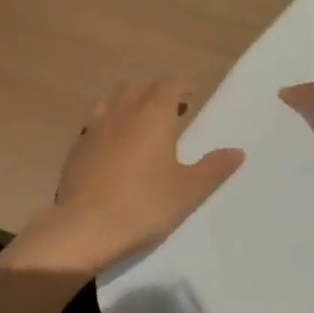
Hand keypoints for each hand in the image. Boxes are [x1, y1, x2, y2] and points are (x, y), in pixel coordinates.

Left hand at [1, 80, 244, 276]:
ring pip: (112, 102)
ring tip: (140, 124)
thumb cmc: (144, 205)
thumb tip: (237, 151)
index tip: (190, 96)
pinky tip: (112, 147)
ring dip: (128, 105)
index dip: (180, 88)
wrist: (85, 225)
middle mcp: (121, 112)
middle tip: (170, 110)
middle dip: (155, 93)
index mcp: (152, 115)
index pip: (167, 86)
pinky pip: (95, 124)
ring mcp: (94, 128)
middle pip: (138, 89)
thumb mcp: (188, 191)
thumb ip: (214, 168)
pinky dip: (108, 126)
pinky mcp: (76, 147)